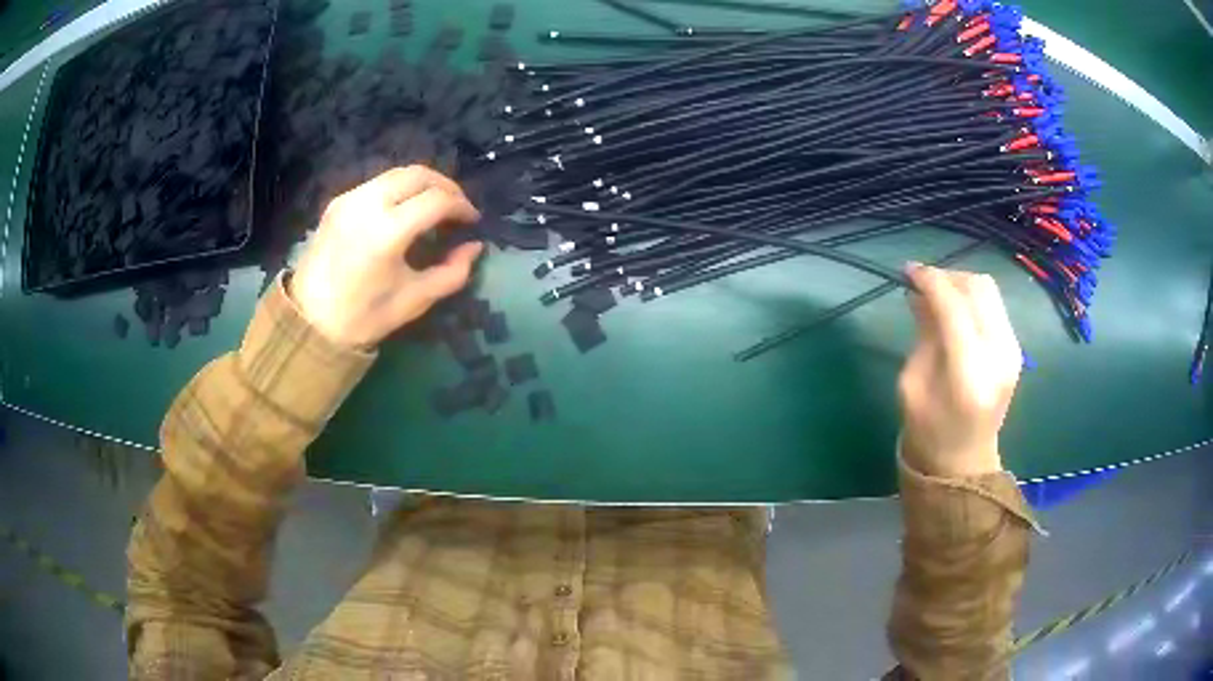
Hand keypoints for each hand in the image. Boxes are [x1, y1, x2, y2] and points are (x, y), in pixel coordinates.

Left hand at [290, 166, 482, 348]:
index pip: (436, 200)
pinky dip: (400, 189)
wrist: (309, 322)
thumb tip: (474, 247)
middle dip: (446, 186)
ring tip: (435, 206)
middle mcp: (367, 204)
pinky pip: (378, 183)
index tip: (473, 221)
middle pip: (418, 175)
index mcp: (387, 232)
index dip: (462, 206)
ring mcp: (349, 199)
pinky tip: (405, 210)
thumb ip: (452, 272)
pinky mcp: (338, 201)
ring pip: (397, 173)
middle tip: (458, 207)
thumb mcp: (415, 300)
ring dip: (423, 183)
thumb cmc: (364, 317)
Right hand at [898, 264, 1021, 478]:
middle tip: (922, 282)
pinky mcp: (1015, 350)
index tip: (907, 271)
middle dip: (948, 276)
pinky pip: (994, 306)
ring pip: (989, 291)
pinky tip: (954, 310)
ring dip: (961, 284)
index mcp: (969, 373)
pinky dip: (972, 299)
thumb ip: (922, 334)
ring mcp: (1012, 351)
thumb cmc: (928, 432)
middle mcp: (998, 355)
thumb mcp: (912, 384)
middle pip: (978, 288)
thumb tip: (919, 293)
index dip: (929, 280)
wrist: (964, 463)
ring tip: (937, 294)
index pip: (953, 306)